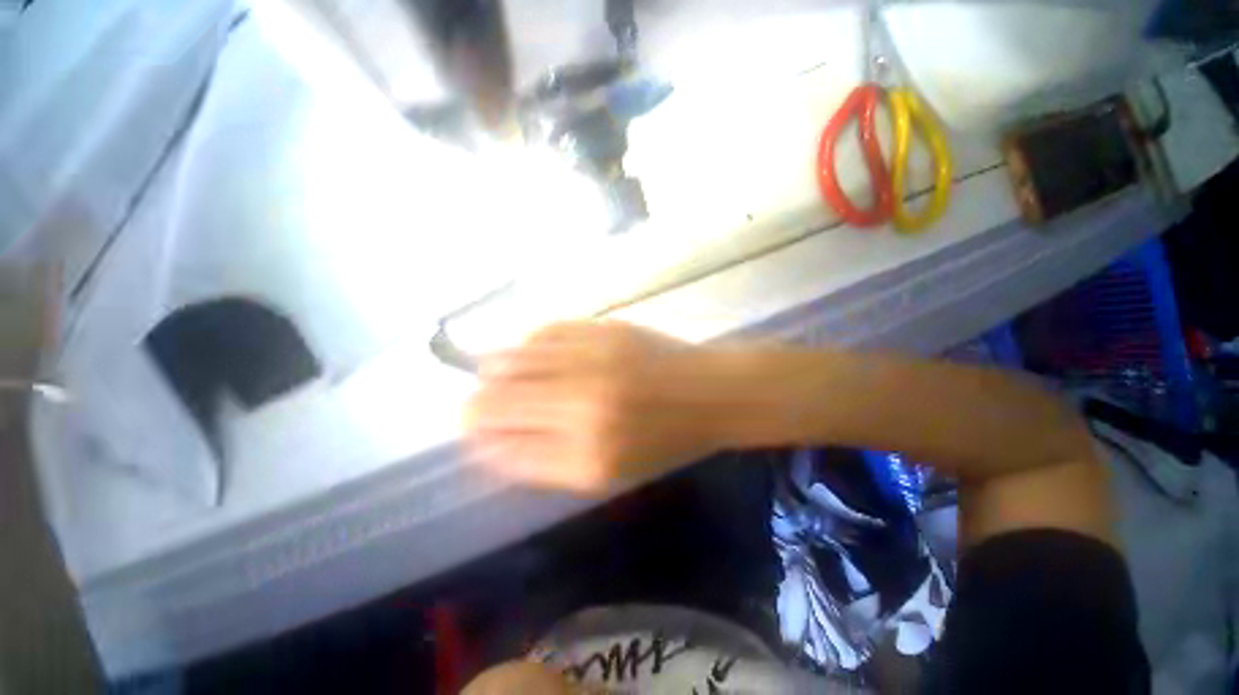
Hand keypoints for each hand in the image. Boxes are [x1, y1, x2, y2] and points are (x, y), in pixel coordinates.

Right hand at [465, 321, 726, 494]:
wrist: (708, 392)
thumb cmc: (663, 440)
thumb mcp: (608, 471)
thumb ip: (548, 460)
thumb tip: (494, 441)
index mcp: (586, 457)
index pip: (503, 448)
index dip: (479, 441)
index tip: (475, 436)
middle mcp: (581, 407)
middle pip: (494, 403)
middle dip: (474, 408)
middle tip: (476, 407)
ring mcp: (591, 361)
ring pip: (509, 360)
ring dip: (493, 371)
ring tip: (496, 376)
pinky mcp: (602, 328)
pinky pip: (543, 332)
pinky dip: (528, 344)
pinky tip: (531, 351)